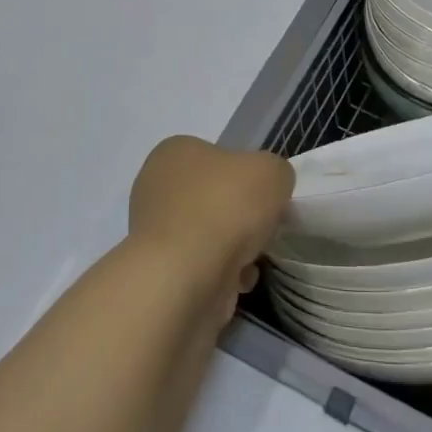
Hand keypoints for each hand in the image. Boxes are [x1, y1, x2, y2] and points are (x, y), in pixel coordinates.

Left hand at [128, 137, 293, 315]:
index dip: (247, 176)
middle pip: (215, 198)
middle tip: (263, 226)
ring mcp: (155, 232)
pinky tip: (238, 279)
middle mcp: (157, 186)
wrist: (186, 276)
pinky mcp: (161, 271)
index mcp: (175, 152)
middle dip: (241, 216)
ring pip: (210, 234)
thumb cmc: (225, 207)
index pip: (217, 156)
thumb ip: (276, 172)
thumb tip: (269, 189)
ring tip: (252, 257)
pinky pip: (203, 267)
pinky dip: (224, 274)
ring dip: (236, 247)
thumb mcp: (271, 171)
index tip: (266, 196)